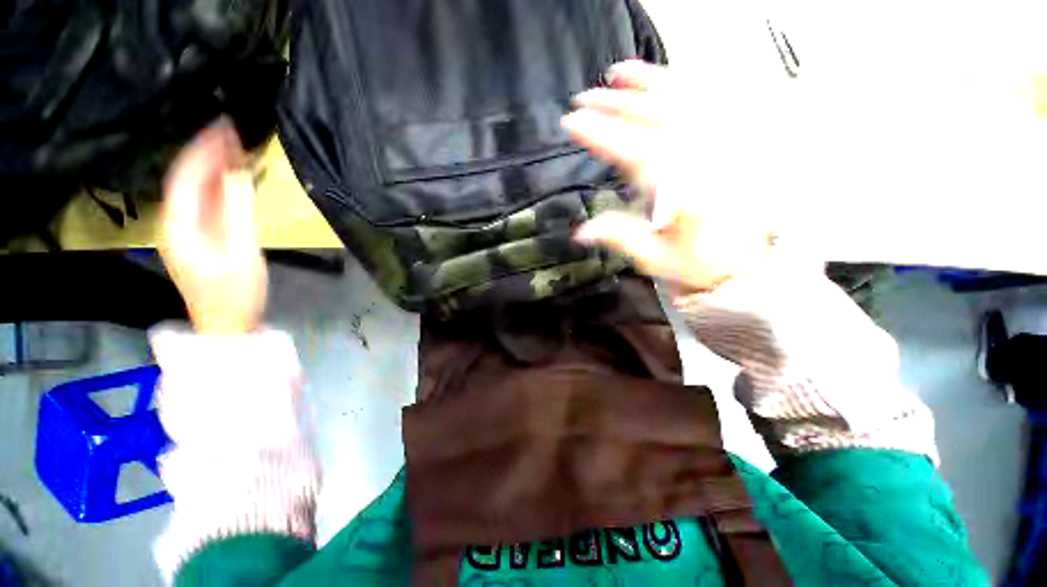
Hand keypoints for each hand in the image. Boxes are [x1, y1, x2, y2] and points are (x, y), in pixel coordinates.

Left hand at [160, 120, 266, 333]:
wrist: (227, 321)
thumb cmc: (234, 290)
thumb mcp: (241, 249)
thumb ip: (237, 209)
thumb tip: (237, 172)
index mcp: (178, 223)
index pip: (185, 175)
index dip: (202, 148)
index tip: (223, 127)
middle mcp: (174, 221)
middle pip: (186, 178)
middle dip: (207, 152)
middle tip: (231, 131)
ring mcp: (185, 230)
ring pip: (195, 189)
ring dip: (212, 166)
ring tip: (233, 146)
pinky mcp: (199, 236)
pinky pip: (205, 202)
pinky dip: (218, 185)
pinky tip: (230, 175)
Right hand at [562, 61, 776, 291]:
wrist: (741, 265)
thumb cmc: (695, 264)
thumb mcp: (653, 257)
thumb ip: (619, 237)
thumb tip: (580, 231)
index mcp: (679, 188)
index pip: (632, 151)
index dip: (599, 134)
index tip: (572, 123)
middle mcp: (700, 160)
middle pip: (654, 119)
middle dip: (615, 105)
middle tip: (584, 98)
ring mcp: (717, 148)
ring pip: (681, 103)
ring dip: (647, 84)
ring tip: (617, 73)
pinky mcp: (726, 147)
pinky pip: (707, 106)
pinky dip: (683, 88)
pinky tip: (663, 79)